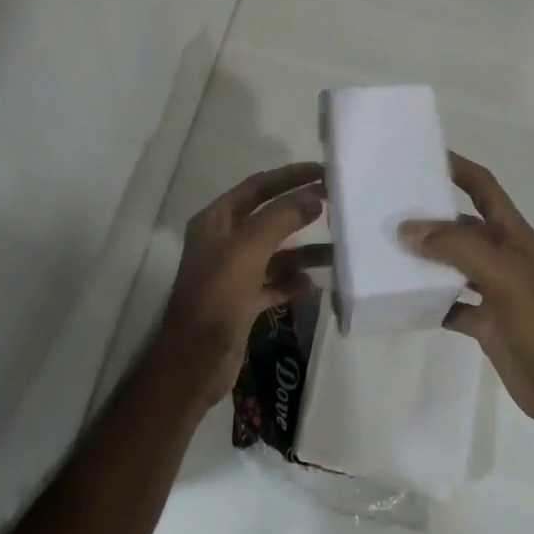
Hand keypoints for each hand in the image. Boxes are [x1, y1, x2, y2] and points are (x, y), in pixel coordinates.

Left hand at [160, 161, 329, 406]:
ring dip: (304, 250)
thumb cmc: (218, 296)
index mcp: (216, 221)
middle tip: (336, 204)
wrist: (195, 361)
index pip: (257, 187)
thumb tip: (313, 197)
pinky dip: (294, 281)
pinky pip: (275, 283)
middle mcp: (223, 241)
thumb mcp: (249, 249)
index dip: (289, 176)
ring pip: (275, 253)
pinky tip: (316, 283)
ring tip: (337, 251)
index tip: (322, 171)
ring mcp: (233, 272)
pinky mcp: (243, 302)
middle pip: (268, 217)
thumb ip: (281, 218)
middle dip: (300, 211)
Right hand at [400, 154, 533, 419]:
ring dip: (423, 257)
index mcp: (510, 234)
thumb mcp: (502, 275)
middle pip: (459, 223)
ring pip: (450, 263)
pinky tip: (402, 299)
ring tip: (385, 250)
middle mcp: (499, 255)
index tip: (421, 156)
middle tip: (387, 208)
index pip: (483, 186)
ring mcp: (491, 289)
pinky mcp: (483, 321)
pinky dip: (428, 300)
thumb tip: (407, 229)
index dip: (458, 167)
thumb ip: (456, 247)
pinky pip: (449, 303)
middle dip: (428, 215)